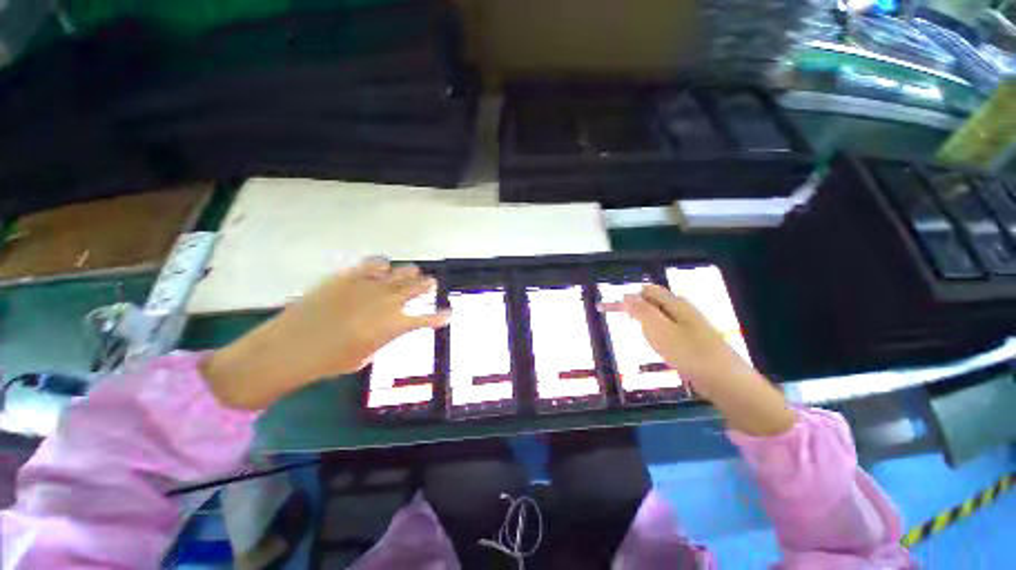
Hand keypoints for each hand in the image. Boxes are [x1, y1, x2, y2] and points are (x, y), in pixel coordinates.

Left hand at [200, 259, 449, 409]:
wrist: (288, 347)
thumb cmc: (329, 361)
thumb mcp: (366, 356)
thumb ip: (386, 337)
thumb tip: (394, 325)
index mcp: (393, 325)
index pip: (426, 320)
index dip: (440, 317)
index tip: (449, 315)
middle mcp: (386, 302)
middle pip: (415, 289)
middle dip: (427, 286)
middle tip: (432, 283)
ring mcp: (367, 286)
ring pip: (399, 273)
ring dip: (409, 274)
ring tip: (415, 272)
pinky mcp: (348, 277)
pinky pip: (372, 264)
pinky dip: (382, 265)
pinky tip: (384, 266)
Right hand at [603, 284, 794, 435]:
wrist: (727, 383)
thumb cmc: (690, 353)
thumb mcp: (659, 330)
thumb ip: (641, 311)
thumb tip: (625, 295)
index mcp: (675, 303)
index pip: (643, 291)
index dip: (623, 298)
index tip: (602, 308)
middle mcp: (681, 310)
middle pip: (649, 303)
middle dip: (634, 312)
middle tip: (627, 324)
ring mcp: (687, 325)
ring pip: (656, 319)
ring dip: (646, 327)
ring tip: (649, 340)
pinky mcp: (690, 340)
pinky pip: (665, 332)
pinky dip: (656, 337)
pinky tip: (661, 349)